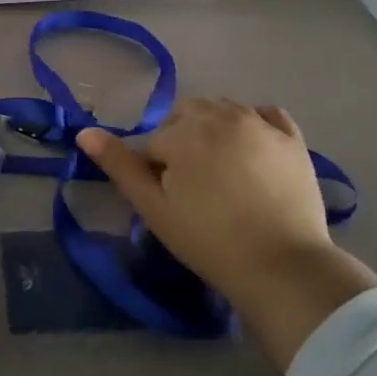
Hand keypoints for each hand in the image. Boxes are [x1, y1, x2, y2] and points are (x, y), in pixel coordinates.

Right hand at [76, 99, 376, 368]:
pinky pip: (266, 114)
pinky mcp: (292, 139)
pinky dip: (254, 123)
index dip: (154, 170)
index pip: (154, 142)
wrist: (282, 266)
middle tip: (192, 184)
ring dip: (214, 128)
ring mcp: (261, 124)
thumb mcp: (154, 208)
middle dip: (182, 139)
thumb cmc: (209, 240)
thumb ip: (119, 166)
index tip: (168, 201)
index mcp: (184, 132)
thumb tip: (84, 132)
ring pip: (224, 109)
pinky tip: (252, 149)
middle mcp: (221, 115)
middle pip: (187, 114)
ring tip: (221, 171)